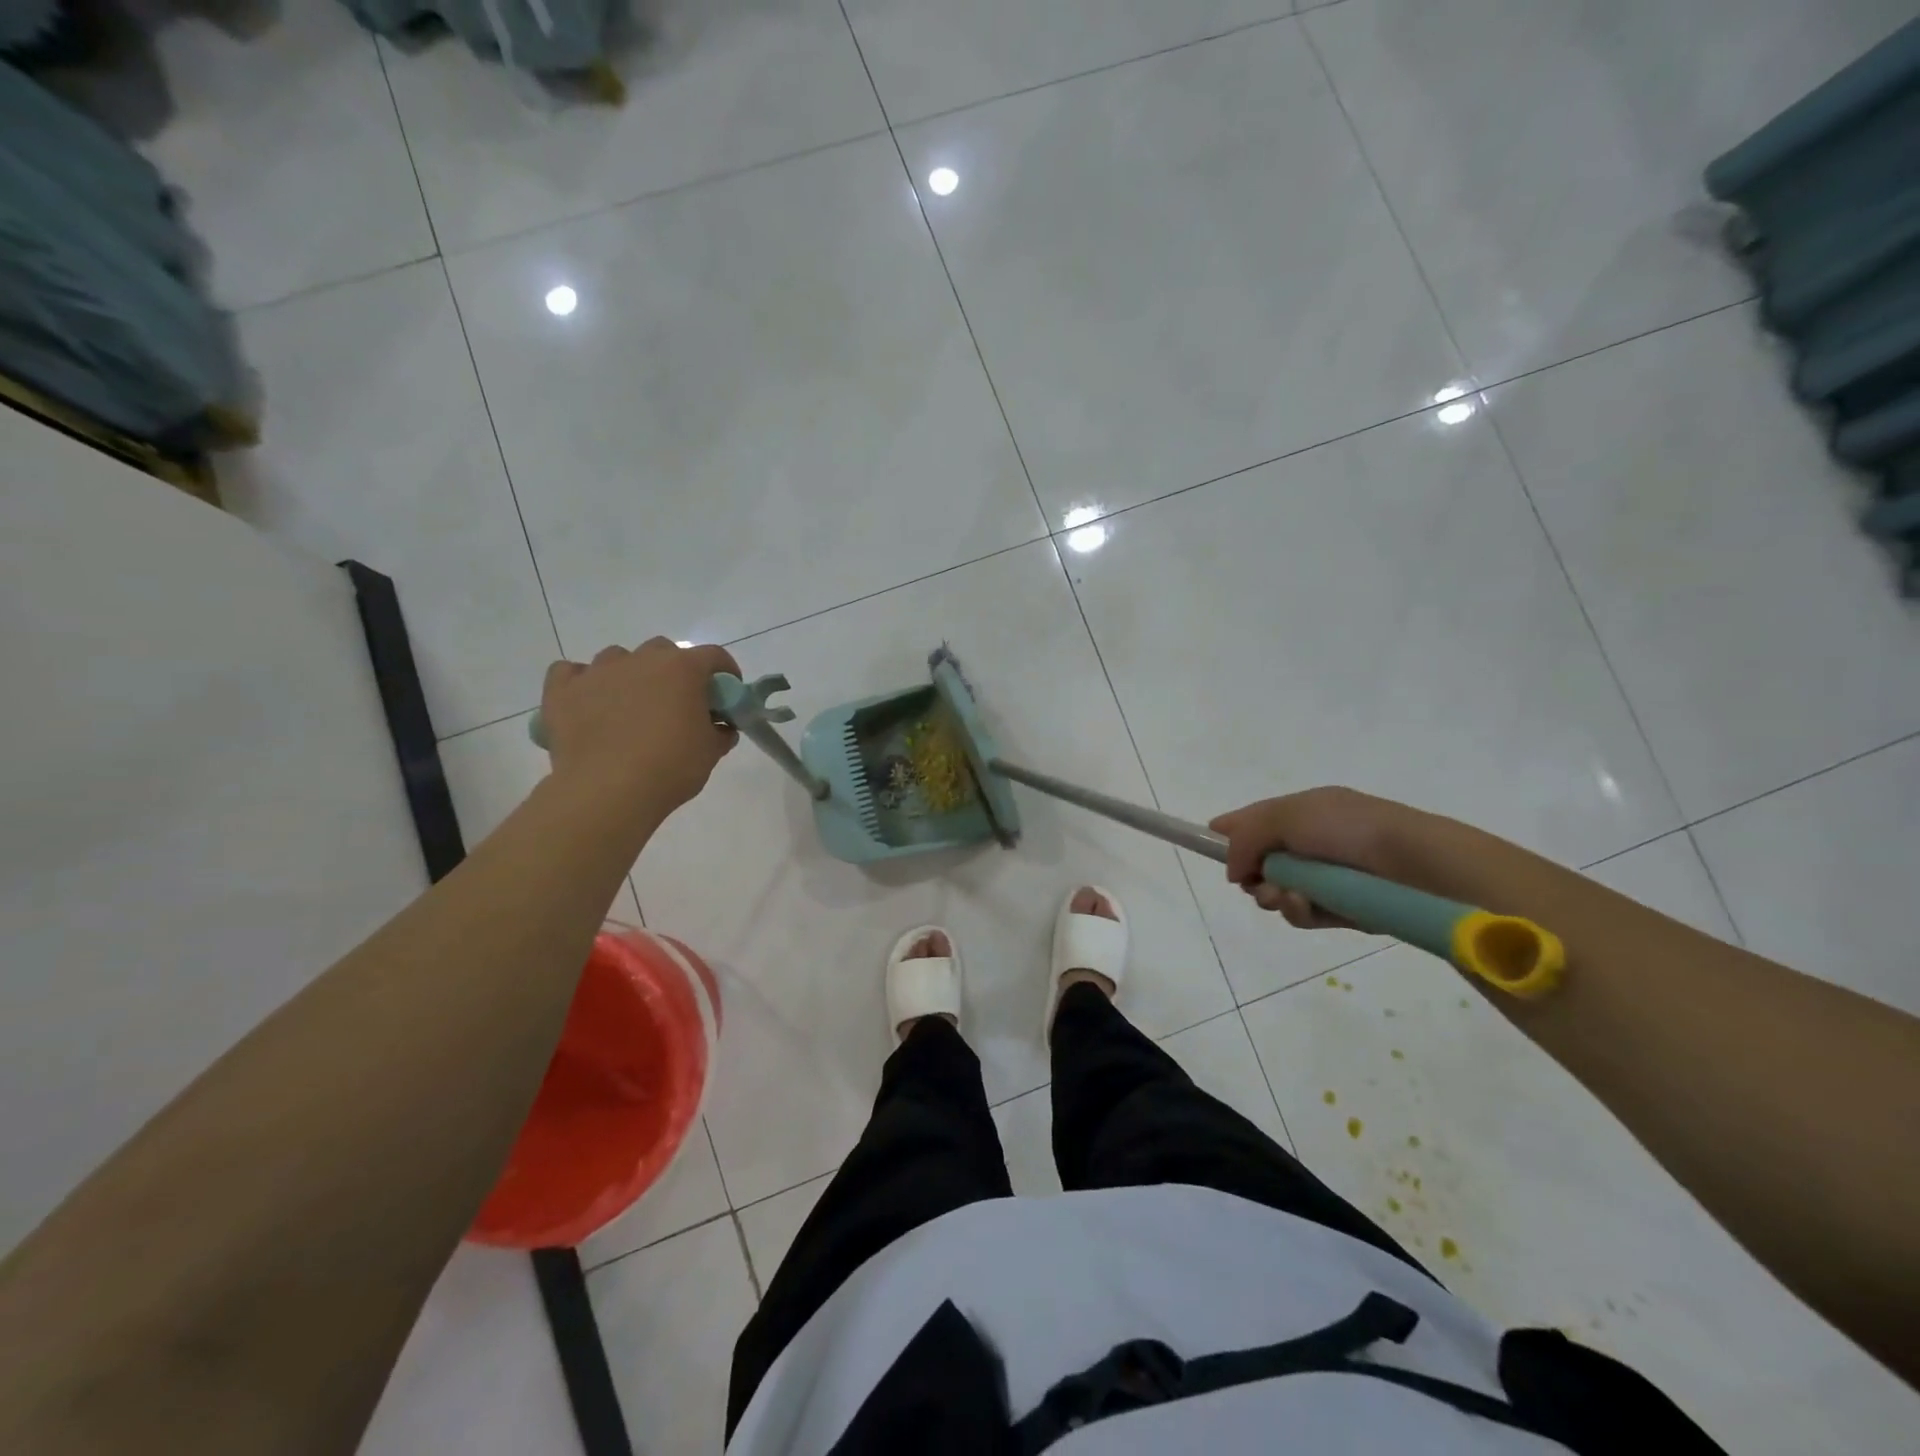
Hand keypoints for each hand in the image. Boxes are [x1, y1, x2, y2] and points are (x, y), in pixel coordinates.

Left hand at [540, 638, 740, 817]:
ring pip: (617, 658)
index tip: (726, 691)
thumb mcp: (710, 753)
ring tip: (630, 706)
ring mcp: (598, 671)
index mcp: (682, 669)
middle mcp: (641, 660)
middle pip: (663, 651)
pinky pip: (570, 673)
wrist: (608, 791)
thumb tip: (721, 727)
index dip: (724, 671)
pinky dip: (582, 683)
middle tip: (676, 702)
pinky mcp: (563, 690)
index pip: (713, 656)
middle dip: (673, 670)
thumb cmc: (670, 767)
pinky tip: (588, 703)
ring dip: (629, 675)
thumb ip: (719, 732)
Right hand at [1209, 787, 1429, 928]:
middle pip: (1259, 862)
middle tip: (1256, 881)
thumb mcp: (1286, 817)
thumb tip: (1231, 869)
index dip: (1229, 833)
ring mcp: (1326, 876)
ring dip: (1274, 895)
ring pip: (1277, 891)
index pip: (1254, 820)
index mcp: (1302, 812)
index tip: (1209, 845)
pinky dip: (1299, 911)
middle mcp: (1312, 842)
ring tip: (1289, 896)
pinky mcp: (1341, 908)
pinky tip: (1308, 906)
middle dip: (1252, 874)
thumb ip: (1246, 838)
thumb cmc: (1348, 829)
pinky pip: (1303, 913)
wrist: (1415, 865)